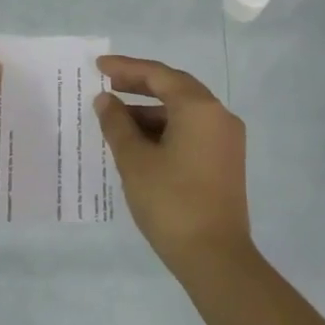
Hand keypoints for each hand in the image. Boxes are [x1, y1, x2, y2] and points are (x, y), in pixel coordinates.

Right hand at [94, 55, 254, 277]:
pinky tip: (138, 143)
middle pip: (175, 89)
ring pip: (183, 112)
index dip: (126, 68)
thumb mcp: (134, 160)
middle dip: (139, 86)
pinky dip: (165, 130)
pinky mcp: (225, 161)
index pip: (159, 75)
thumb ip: (117, 124)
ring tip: (115, 120)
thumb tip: (106, 101)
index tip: (98, 67)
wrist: (214, 256)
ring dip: (150, 112)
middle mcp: (219, 116)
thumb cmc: (171, 202)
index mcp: (199, 108)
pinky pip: (191, 131)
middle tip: (106, 86)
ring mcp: (226, 140)